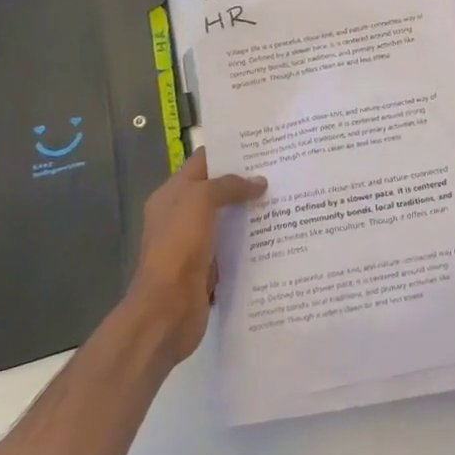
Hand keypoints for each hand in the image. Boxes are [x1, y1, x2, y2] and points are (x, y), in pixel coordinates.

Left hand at [123, 148, 265, 365]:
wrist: (167, 309)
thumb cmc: (179, 246)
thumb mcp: (200, 201)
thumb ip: (229, 186)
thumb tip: (259, 183)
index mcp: (172, 195)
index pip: (203, 162)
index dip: (230, 151)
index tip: (263, 145)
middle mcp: (181, 216)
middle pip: (217, 190)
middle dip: (246, 181)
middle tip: (283, 170)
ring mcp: (195, 243)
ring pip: (228, 219)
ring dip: (252, 211)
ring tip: (287, 198)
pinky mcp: (209, 267)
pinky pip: (234, 246)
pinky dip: (252, 240)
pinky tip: (277, 234)